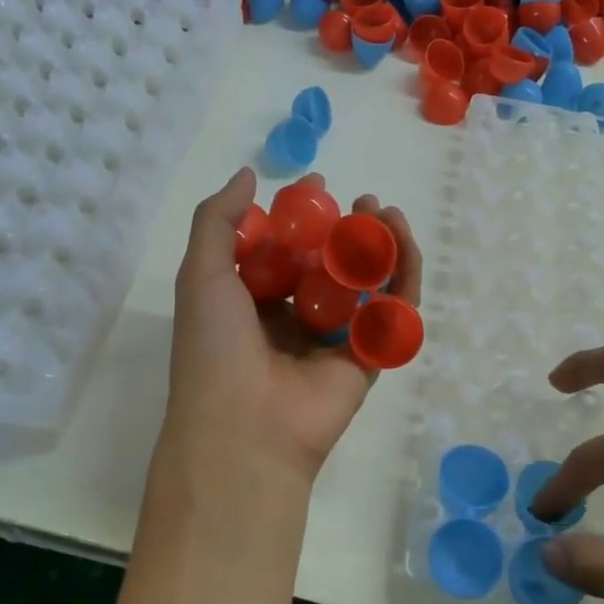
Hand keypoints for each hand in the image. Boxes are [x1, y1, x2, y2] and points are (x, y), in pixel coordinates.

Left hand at [161, 167, 421, 489]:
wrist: (243, 428)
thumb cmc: (214, 346)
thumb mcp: (201, 273)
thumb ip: (218, 220)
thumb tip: (249, 175)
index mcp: (255, 301)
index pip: (286, 248)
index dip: (302, 215)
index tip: (316, 184)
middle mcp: (295, 317)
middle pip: (332, 262)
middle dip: (348, 227)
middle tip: (362, 200)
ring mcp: (334, 339)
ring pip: (367, 283)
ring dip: (379, 244)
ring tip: (385, 212)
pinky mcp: (368, 358)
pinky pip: (392, 312)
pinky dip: (403, 275)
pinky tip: (401, 240)